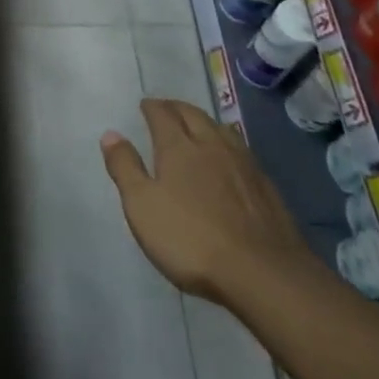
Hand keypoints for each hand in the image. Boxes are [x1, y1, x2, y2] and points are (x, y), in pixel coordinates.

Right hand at [101, 99, 320, 309]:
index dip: (152, 107)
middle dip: (177, 108)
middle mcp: (212, 145)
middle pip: (193, 115)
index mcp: (179, 147)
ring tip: (198, 126)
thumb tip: (111, 134)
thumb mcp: (142, 206)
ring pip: (222, 130)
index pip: (163, 114)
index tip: (145, 105)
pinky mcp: (266, 187)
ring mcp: (244, 165)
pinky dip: (228, 145)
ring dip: (206, 122)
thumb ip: (125, 167)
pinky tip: (231, 160)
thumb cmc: (191, 239)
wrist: (263, 273)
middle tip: (167, 108)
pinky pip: (242, 152)